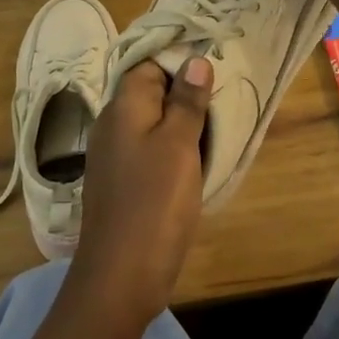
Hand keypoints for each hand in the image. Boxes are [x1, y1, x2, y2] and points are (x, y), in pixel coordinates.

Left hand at [68, 57, 211, 333]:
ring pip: (152, 123)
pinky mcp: (122, 182)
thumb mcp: (178, 145)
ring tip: (219, 125)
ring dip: (182, 123)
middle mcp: (113, 124)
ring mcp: (114, 155)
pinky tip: (197, 159)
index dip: (181, 63)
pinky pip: (150, 150)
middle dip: (186, 92)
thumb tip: (195, 61)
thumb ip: (186, 101)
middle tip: (225, 97)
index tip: (217, 67)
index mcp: (123, 107)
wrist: (120, 277)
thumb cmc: (154, 203)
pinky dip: (173, 149)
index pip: (150, 64)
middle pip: (151, 92)